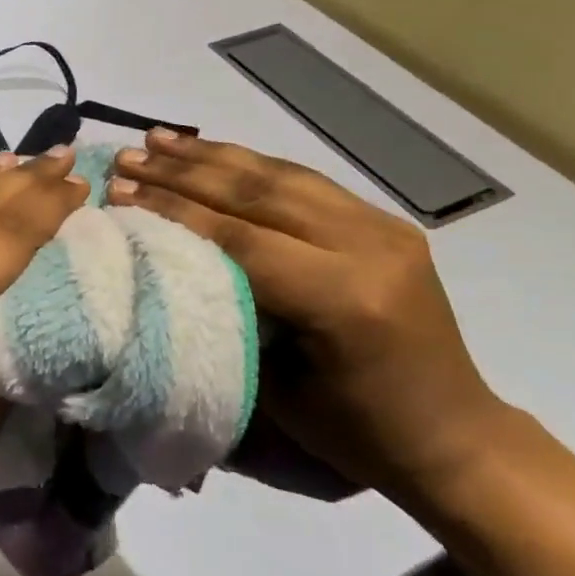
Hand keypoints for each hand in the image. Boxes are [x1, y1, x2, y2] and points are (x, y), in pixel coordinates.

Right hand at [106, 131, 508, 495]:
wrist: (455, 435)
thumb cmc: (356, 432)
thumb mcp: (276, 388)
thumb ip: (227, 311)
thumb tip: (166, 260)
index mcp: (344, 299)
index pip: (241, 237)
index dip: (174, 211)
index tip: (119, 192)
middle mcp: (368, 246)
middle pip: (257, 193)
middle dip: (182, 173)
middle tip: (126, 157)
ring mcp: (382, 226)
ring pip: (279, 175)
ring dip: (211, 156)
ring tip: (157, 140)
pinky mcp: (383, 220)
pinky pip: (303, 180)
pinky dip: (250, 162)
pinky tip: (212, 152)